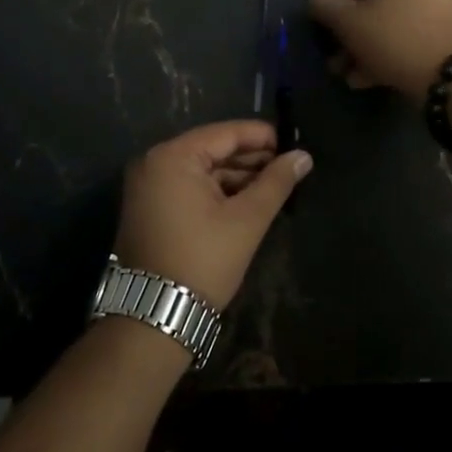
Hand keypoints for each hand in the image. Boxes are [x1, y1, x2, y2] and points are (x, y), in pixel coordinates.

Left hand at [115, 121, 311, 308]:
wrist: (154, 318)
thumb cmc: (202, 260)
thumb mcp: (246, 219)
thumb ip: (276, 182)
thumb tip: (304, 156)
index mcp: (172, 157)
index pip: (225, 133)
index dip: (262, 136)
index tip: (293, 144)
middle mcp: (154, 163)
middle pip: (213, 149)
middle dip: (251, 159)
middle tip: (288, 168)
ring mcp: (148, 186)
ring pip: (203, 170)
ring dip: (236, 177)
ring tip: (274, 186)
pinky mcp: (149, 208)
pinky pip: (189, 187)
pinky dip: (217, 192)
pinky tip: (247, 201)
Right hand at [307, 0, 451, 102]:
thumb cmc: (398, 37)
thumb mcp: (351, 23)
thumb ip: (327, 7)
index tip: (329, 25)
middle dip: (354, 31)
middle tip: (337, 57)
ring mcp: (451, 2)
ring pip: (398, 21)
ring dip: (370, 46)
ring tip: (351, 76)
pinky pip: (417, 34)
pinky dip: (395, 51)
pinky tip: (373, 79)